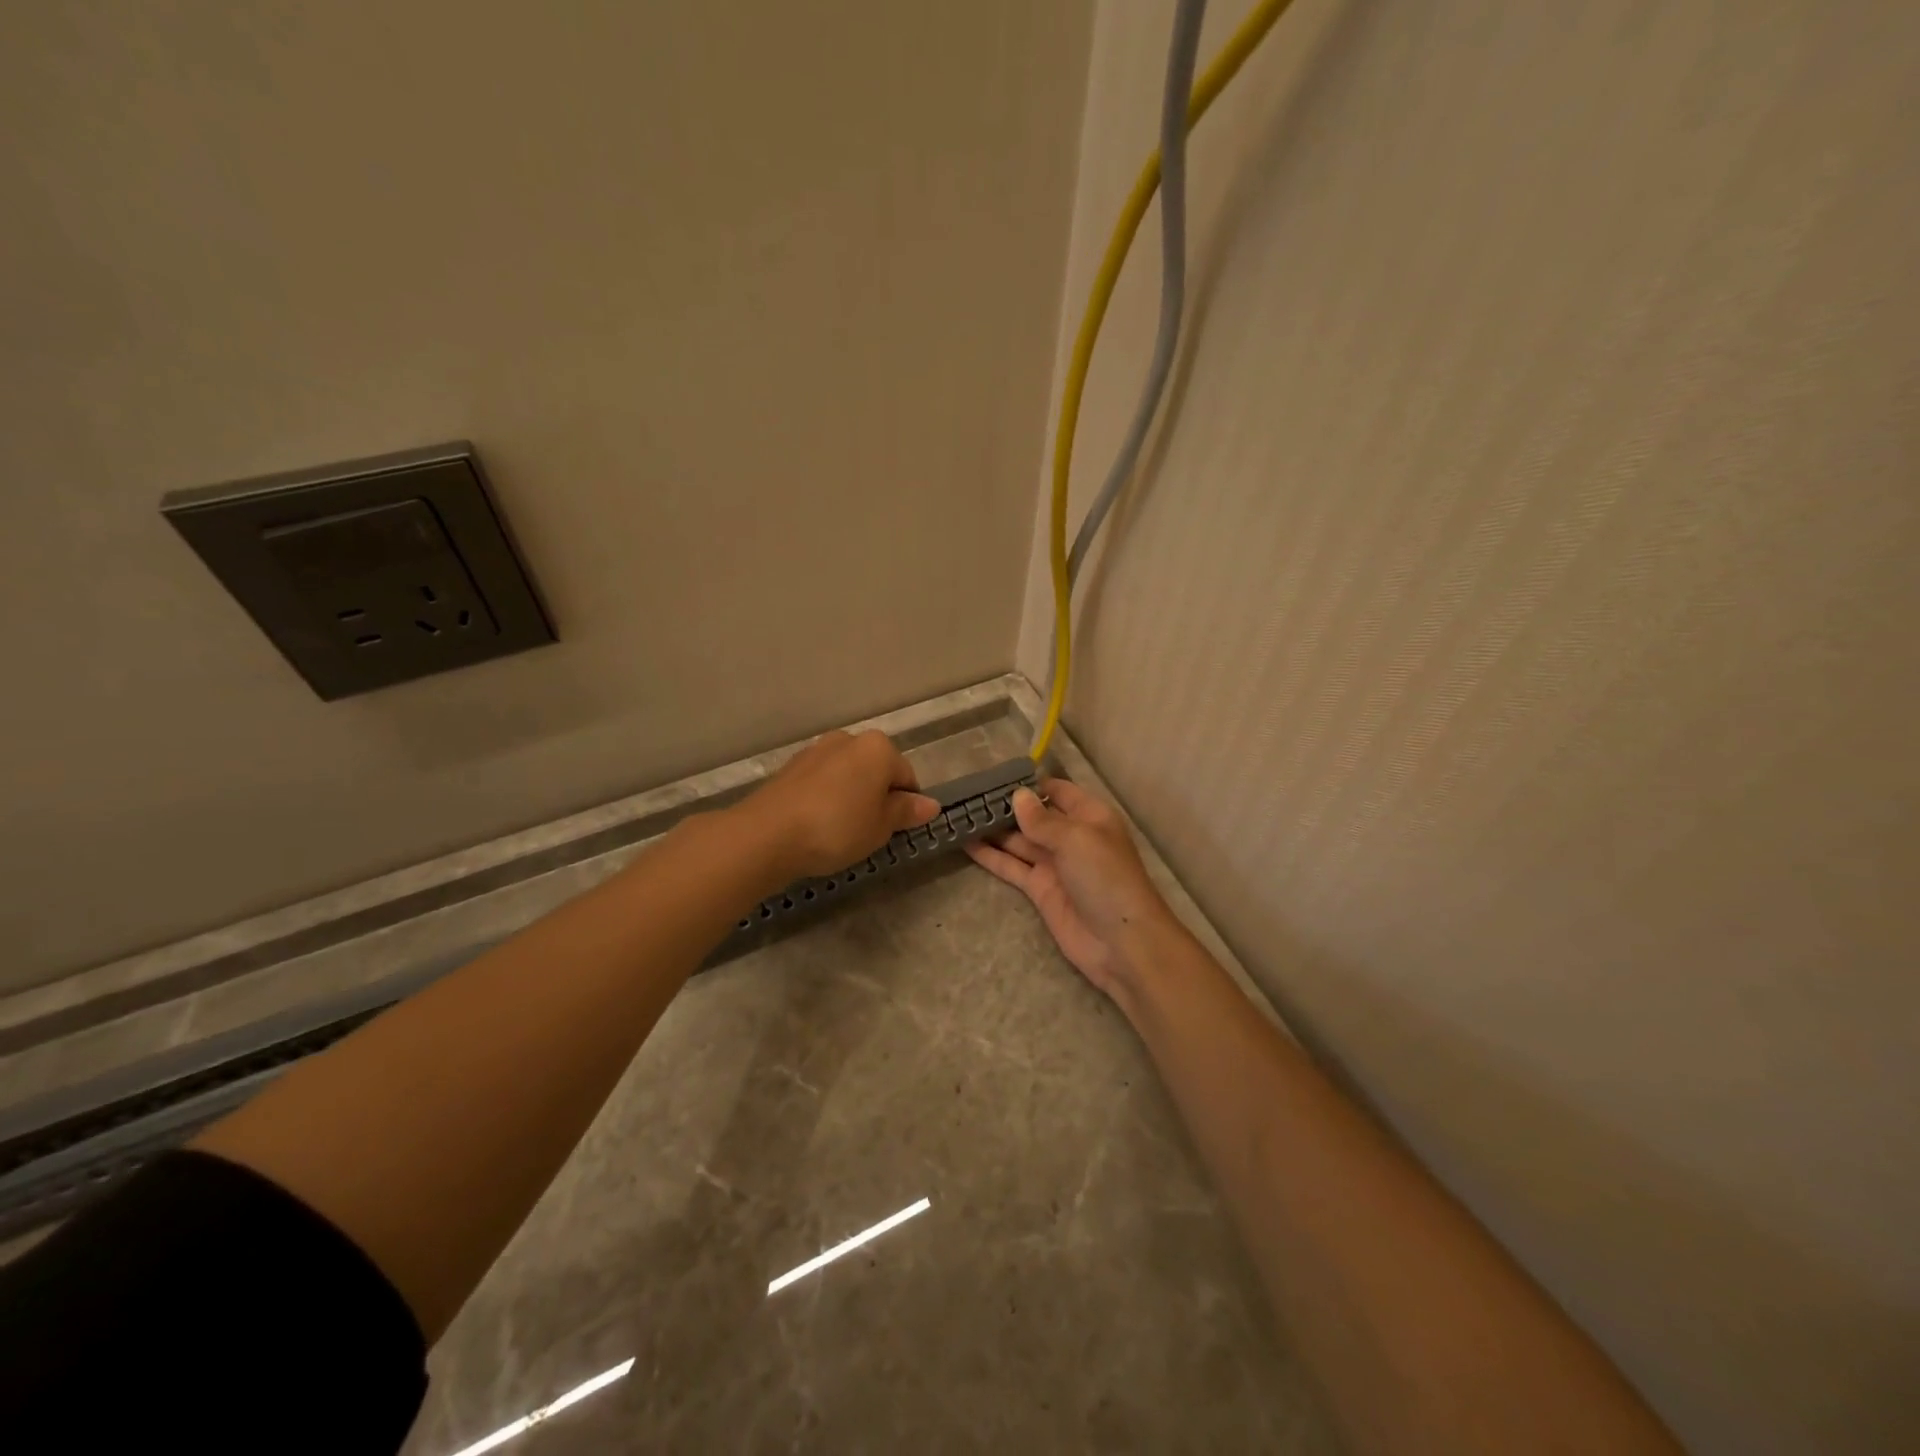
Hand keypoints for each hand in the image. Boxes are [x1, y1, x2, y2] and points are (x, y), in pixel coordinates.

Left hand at [742, 729, 938, 880]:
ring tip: (841, 832)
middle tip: (870, 832)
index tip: (895, 831)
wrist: (767, 834)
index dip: (906, 806)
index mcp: (878, 747)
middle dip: (878, 797)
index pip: (907, 776)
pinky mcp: (791, 766)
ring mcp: (816, 750)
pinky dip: (827, 798)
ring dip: (851, 797)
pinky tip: (817, 825)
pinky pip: (822, 782)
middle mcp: (849, 739)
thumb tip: (931, 804)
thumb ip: (905, 812)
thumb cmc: (837, 828)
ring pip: (848, 775)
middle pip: (876, 770)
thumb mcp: (880, 826)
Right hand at [964, 778, 1179, 1001]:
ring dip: (992, 829)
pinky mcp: (1039, 889)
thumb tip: (1017, 796)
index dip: (1030, 784)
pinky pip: (1011, 867)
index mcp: (1089, 816)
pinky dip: (990, 856)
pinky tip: (965, 843)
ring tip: (959, 814)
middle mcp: (1070, 836)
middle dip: (1005, 805)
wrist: (1121, 942)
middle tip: (966, 794)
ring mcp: (1054, 864)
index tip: (995, 776)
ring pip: (1018, 840)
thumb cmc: (1106, 878)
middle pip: (1034, 815)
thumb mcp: (1076, 839)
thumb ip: (1043, 820)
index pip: (1057, 791)